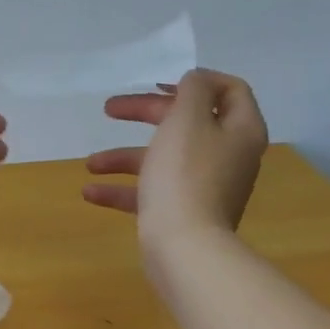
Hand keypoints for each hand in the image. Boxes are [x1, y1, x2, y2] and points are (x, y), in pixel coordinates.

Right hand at [82, 69, 267, 243]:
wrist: (184, 248)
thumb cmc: (185, 176)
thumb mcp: (187, 119)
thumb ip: (192, 91)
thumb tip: (194, 81)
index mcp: (239, 130)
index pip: (229, 90)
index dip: (194, 80)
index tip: (157, 84)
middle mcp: (227, 156)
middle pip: (187, 122)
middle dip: (145, 114)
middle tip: (110, 109)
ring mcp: (205, 187)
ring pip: (163, 159)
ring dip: (124, 157)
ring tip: (90, 164)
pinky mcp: (182, 213)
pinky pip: (152, 193)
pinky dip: (123, 190)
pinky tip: (90, 194)